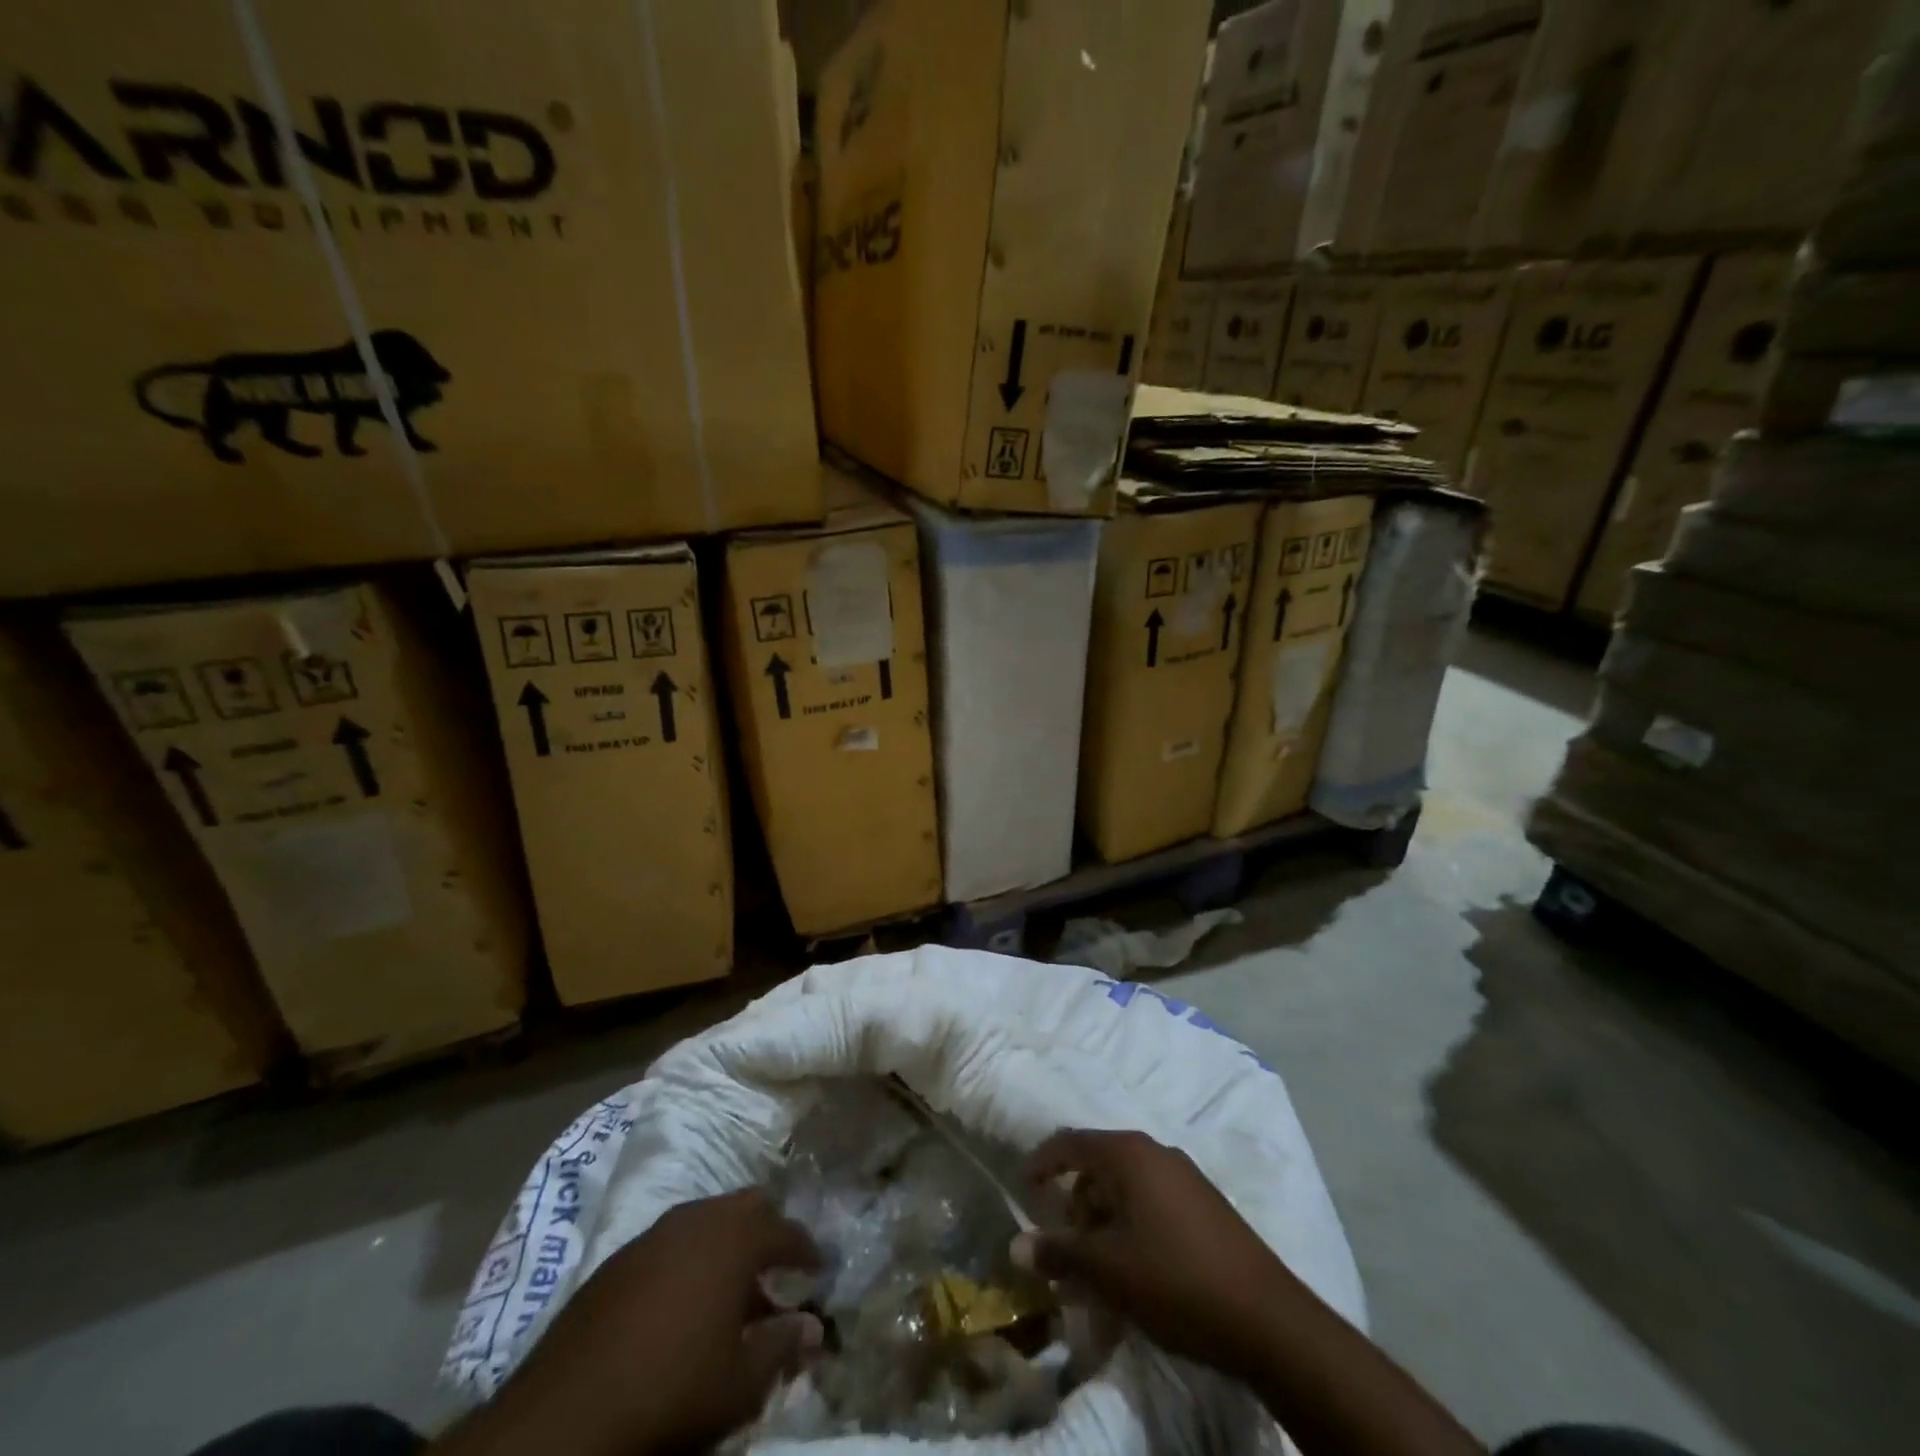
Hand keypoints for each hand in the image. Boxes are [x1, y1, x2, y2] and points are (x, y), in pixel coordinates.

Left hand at [442, 1190, 822, 1455]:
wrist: (565, 1414)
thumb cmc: (671, 1389)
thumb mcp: (739, 1382)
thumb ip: (782, 1346)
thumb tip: (815, 1327)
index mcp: (733, 1237)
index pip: (785, 1230)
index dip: (807, 1249)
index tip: (821, 1267)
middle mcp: (697, 1219)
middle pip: (747, 1206)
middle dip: (768, 1231)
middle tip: (779, 1266)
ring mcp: (654, 1234)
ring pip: (706, 1220)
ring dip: (727, 1245)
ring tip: (734, 1289)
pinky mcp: (618, 1259)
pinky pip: (671, 1242)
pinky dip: (691, 1259)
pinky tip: (684, 1300)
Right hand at [1012, 1128, 1292, 1380]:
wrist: (1268, 1319)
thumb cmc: (1175, 1280)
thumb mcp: (1107, 1271)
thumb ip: (1058, 1253)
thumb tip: (1016, 1246)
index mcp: (1129, 1153)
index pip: (1071, 1142)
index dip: (1042, 1162)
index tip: (1023, 1188)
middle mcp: (1156, 1152)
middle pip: (1099, 1165)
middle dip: (1075, 1203)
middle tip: (1064, 1246)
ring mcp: (1186, 1177)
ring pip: (1127, 1188)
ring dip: (1103, 1222)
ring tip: (1097, 1270)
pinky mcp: (1206, 1206)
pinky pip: (1152, 1204)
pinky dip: (1131, 1229)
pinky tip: (1134, 1272)